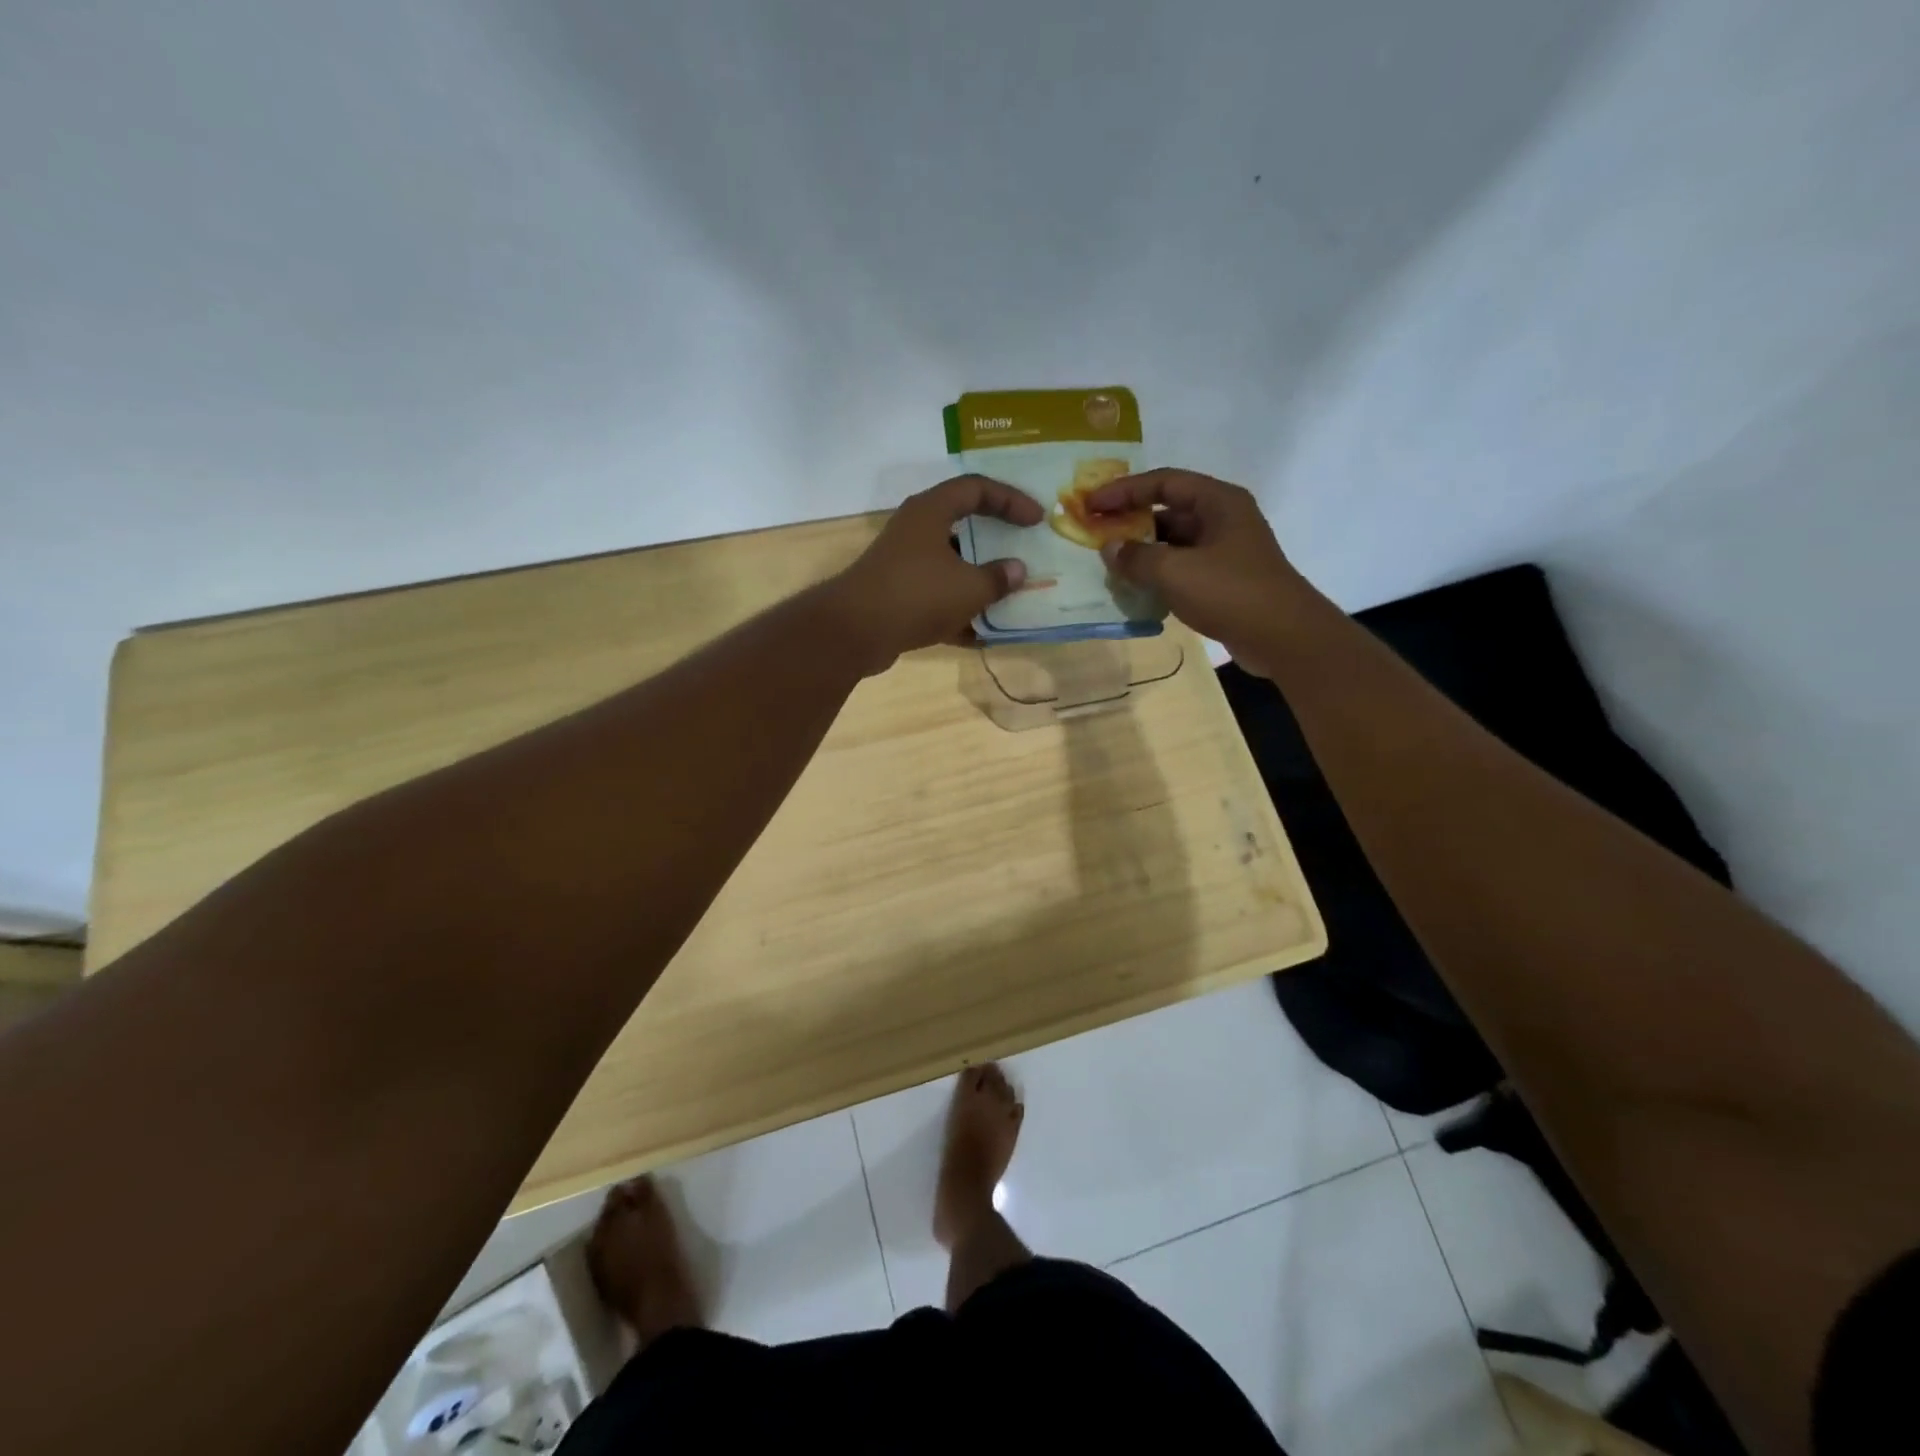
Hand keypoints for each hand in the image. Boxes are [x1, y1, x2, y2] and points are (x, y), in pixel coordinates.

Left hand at [829, 475, 1042, 672]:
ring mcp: (903, 564)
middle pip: (962, 526)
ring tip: (1009, 595)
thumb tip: (1017, 571)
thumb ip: (998, 578)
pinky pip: (936, 597)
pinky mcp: (896, 595)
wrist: (855, 631)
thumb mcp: (969, 587)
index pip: (976, 488)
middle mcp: (914, 531)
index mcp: (931, 511)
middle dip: (994, 542)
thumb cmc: (917, 595)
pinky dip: (957, 611)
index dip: (1010, 499)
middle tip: (1022, 551)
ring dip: (978, 580)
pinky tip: (981, 633)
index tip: (1036, 520)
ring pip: (949, 565)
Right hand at [1087, 468, 1316, 675]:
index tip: (1092, 504)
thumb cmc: (1231, 593)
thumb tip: (1110, 549)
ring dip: (1143, 552)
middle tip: (1096, 535)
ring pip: (1174, 543)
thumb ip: (1137, 557)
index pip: (1163, 482)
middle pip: (1168, 511)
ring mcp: (1225, 551)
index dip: (1124, 490)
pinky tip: (1136, 589)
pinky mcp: (1224, 580)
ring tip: (1110, 566)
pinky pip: (1182, 568)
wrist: (1284, 638)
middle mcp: (1223, 519)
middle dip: (1131, 522)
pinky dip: (1158, 575)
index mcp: (1218, 502)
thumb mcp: (1175, 572)